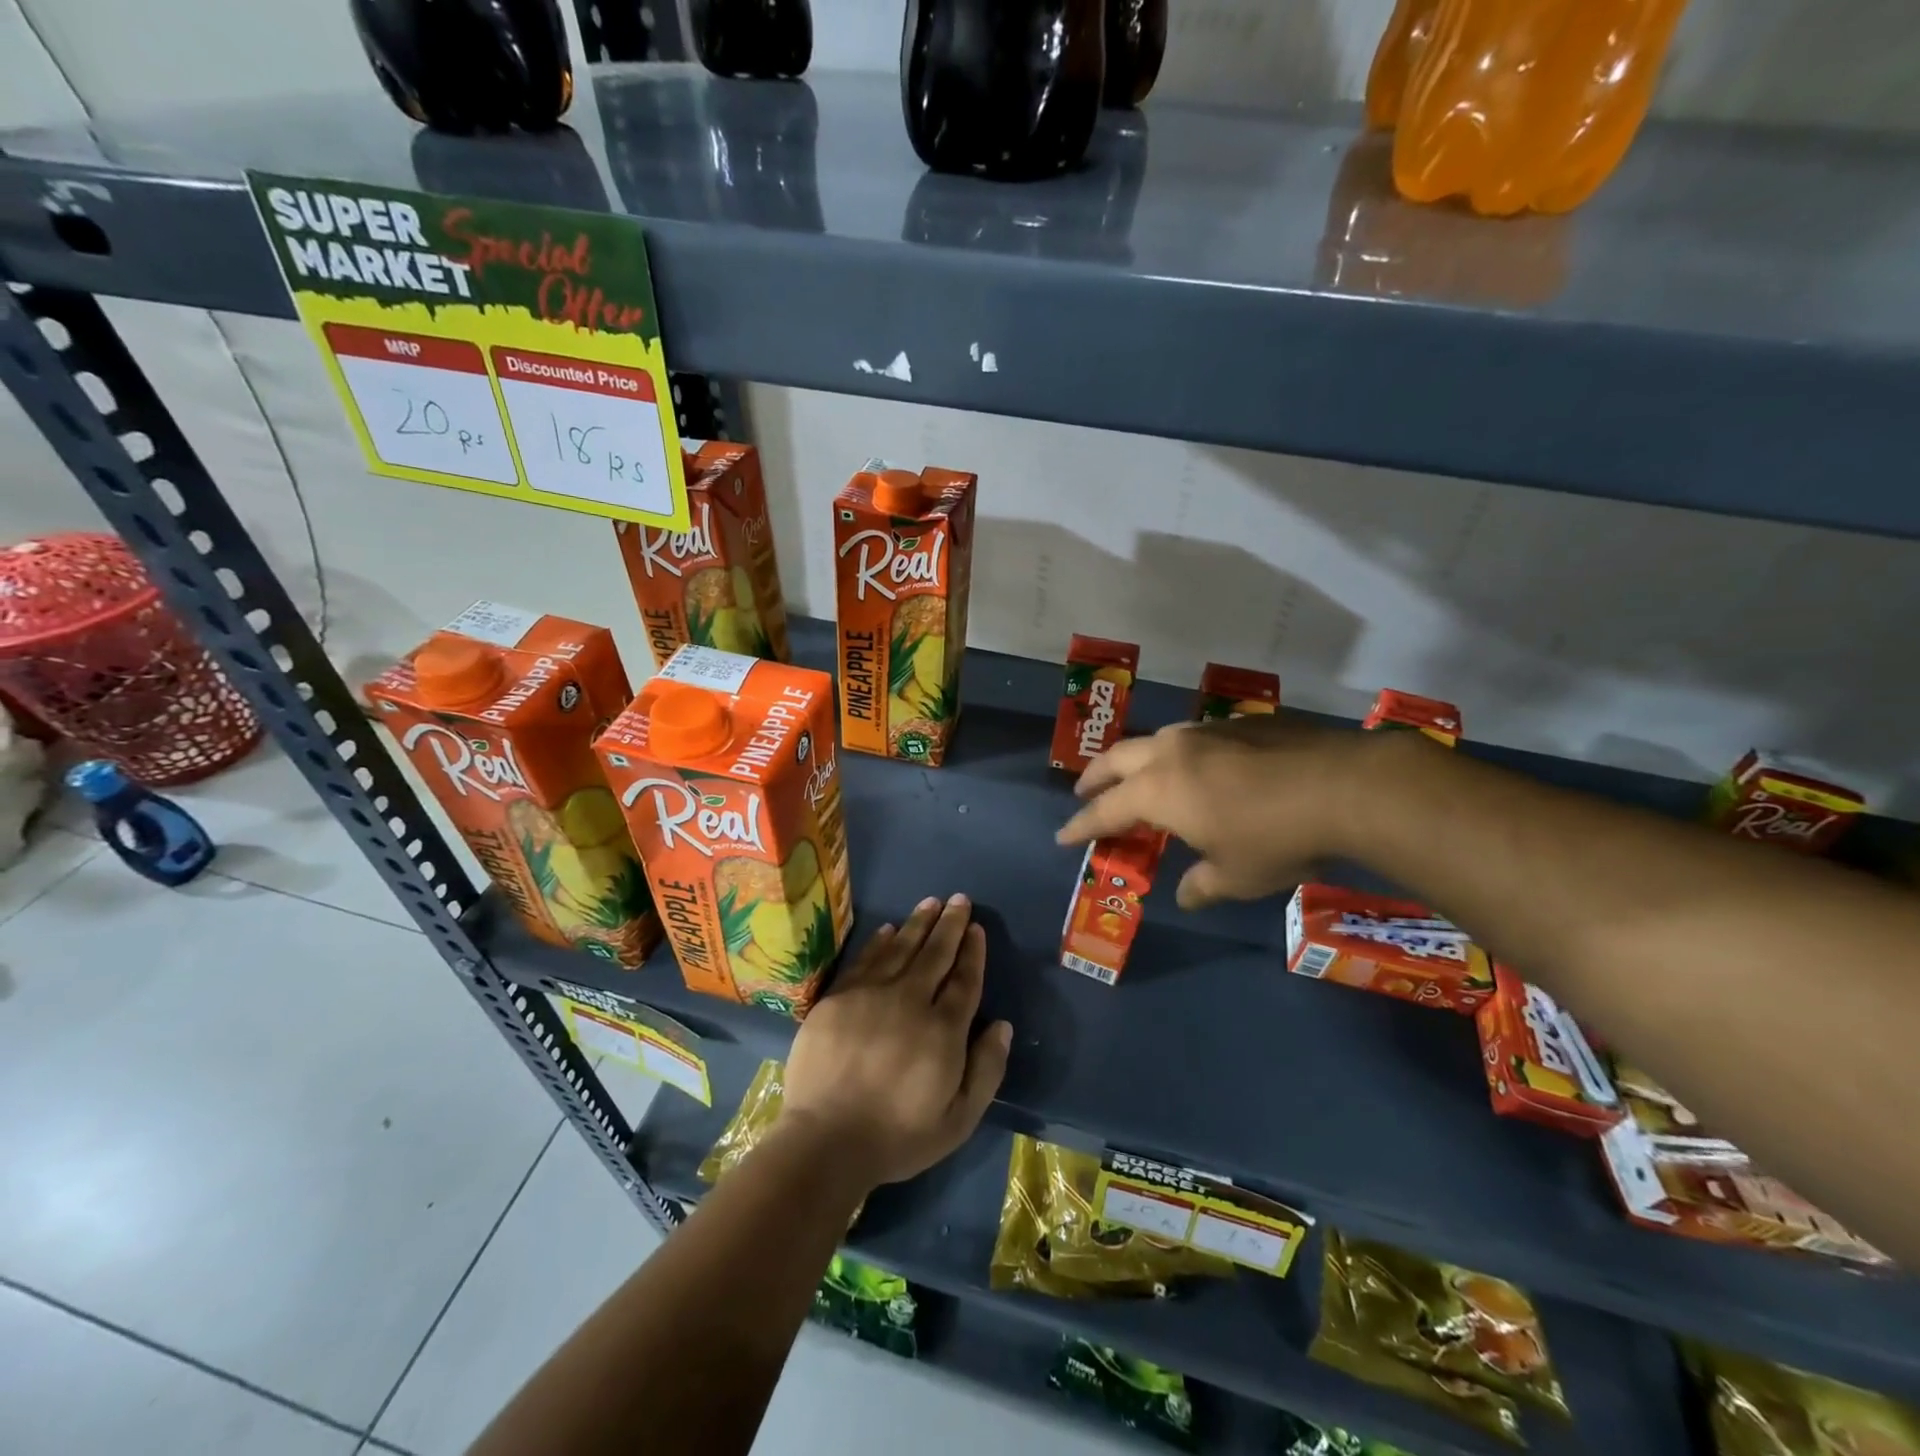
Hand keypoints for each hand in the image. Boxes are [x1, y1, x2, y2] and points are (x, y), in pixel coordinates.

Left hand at [781, 894, 1011, 1190]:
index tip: (977, 928)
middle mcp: (910, 1001)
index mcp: (943, 1030)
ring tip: (931, 902)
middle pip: (935, 954)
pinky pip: (864, 960)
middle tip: (959, 899)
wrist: (826, 1141)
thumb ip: (986, 1069)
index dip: (972, 952)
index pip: (964, 980)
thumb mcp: (959, 1120)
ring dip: (918, 923)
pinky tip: (888, 929)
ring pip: (900, 948)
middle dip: (950, 924)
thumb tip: (1003, 1025)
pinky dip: (879, 942)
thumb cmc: (898, 1136)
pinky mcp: (838, 998)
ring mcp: (870, 995)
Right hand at [1056, 712, 1368, 909]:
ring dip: (1135, 760)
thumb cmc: (1276, 838)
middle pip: (1116, 760)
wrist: (1344, 786)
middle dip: (1094, 778)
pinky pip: (1192, 736)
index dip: (1081, 826)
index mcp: (1158, 791)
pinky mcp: (1239, 722)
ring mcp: (1205, 731)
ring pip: (1153, 740)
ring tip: (1138, 776)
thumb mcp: (1236, 876)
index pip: (1105, 810)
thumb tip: (1185, 895)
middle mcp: (1171, 752)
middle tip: (1084, 793)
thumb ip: (1201, 885)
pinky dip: (1177, 753)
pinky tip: (1199, 766)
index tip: (1063, 837)